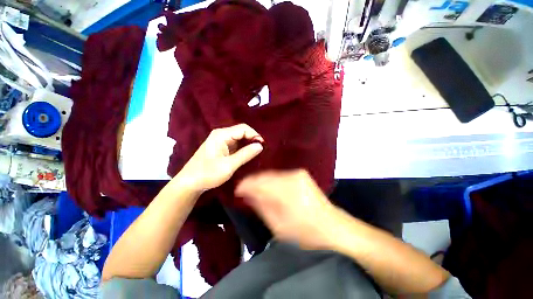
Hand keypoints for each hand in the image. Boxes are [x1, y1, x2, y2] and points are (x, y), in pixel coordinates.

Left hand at [174, 124, 263, 192]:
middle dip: (252, 139)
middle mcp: (221, 134)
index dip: (255, 135)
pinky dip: (243, 148)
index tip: (263, 145)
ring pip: (239, 137)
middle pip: (241, 131)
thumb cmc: (208, 174)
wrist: (190, 182)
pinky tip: (248, 154)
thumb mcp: (229, 165)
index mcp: (221, 135)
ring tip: (257, 152)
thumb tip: (260, 146)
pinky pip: (236, 144)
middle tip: (261, 149)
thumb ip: (245, 154)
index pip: (243, 128)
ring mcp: (221, 140)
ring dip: (248, 143)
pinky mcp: (221, 147)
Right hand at [235, 169, 339, 249]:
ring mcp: (298, 174)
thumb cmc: (306, 232)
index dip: (246, 185)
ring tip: (255, 192)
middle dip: (254, 183)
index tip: (237, 190)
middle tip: (244, 192)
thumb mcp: (279, 226)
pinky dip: (272, 182)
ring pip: (272, 175)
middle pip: (266, 176)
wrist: (334, 227)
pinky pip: (280, 176)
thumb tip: (247, 194)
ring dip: (263, 183)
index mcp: (286, 189)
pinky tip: (269, 190)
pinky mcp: (301, 175)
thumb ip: (262, 206)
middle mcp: (292, 176)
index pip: (259, 182)